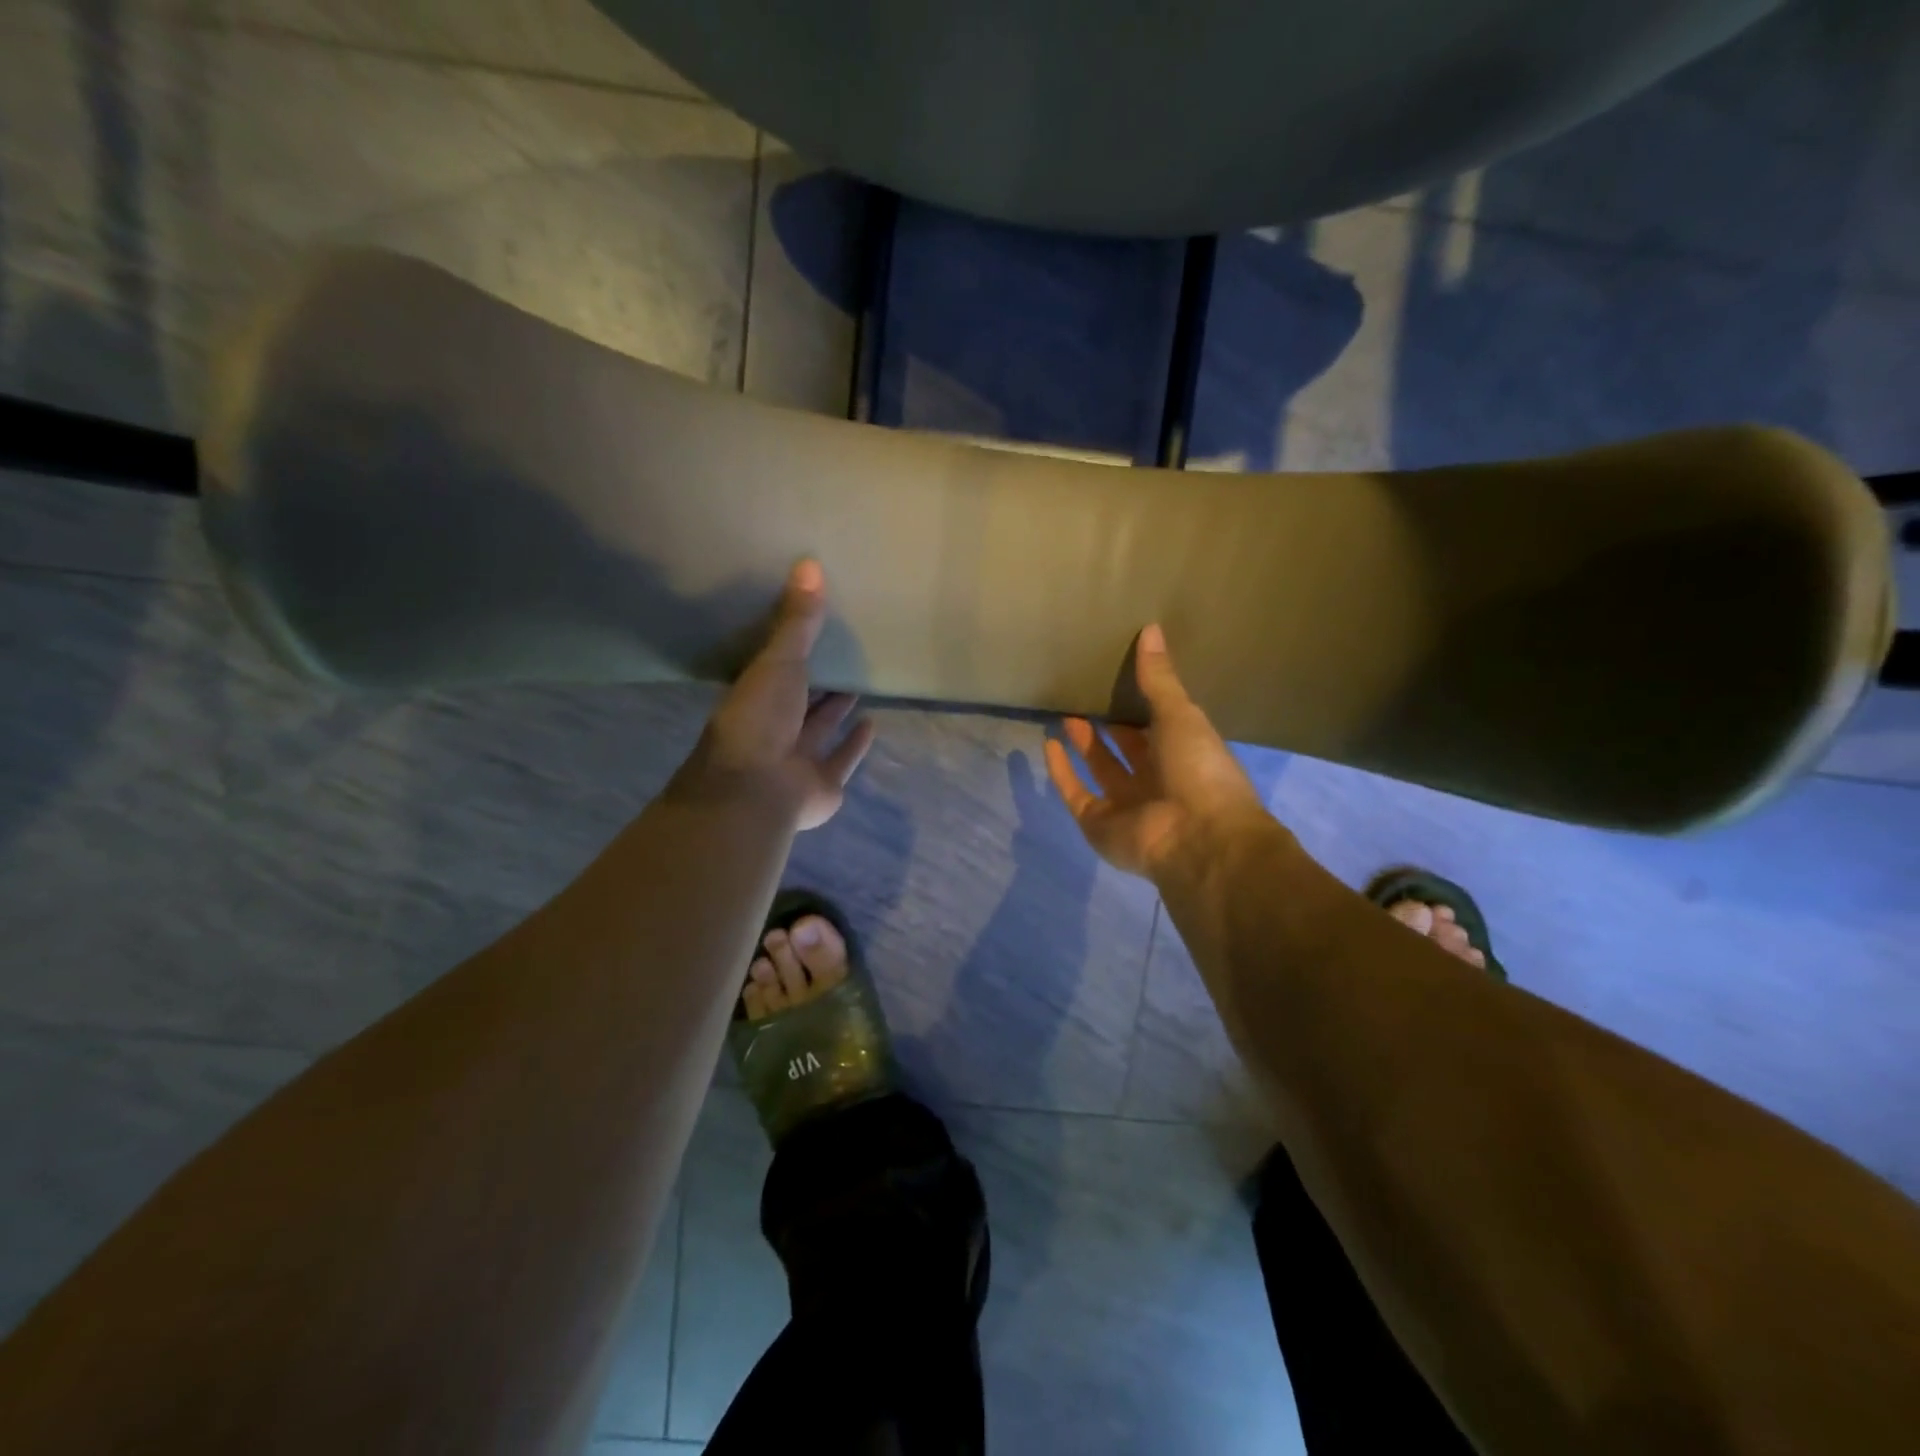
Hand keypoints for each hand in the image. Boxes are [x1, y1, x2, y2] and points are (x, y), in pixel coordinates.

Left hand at [679, 560, 875, 830]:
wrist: (758, 787)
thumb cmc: (761, 718)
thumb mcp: (780, 660)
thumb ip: (798, 620)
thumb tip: (809, 563)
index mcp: (756, 697)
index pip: (775, 670)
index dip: (793, 651)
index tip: (813, 628)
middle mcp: (775, 727)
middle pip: (800, 699)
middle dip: (819, 681)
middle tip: (844, 654)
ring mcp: (799, 758)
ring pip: (821, 729)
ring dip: (837, 710)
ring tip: (859, 684)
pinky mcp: (823, 782)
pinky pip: (843, 758)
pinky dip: (856, 744)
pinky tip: (873, 724)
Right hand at [1045, 624, 1271, 880]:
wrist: (1197, 836)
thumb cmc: (1198, 769)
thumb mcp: (1180, 715)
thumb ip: (1159, 678)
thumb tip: (1151, 628)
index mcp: (1183, 755)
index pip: (1158, 726)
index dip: (1140, 706)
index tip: (1119, 678)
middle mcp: (1155, 780)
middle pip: (1127, 749)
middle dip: (1108, 726)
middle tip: (1086, 694)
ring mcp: (1126, 805)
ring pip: (1100, 769)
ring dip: (1084, 744)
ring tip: (1065, 713)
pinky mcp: (1099, 823)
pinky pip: (1076, 793)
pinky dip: (1061, 772)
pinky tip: (1048, 744)